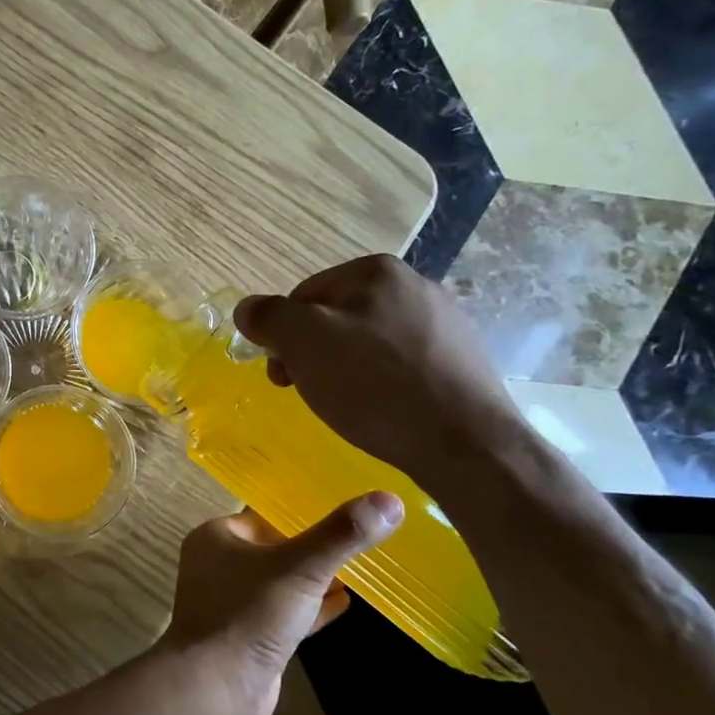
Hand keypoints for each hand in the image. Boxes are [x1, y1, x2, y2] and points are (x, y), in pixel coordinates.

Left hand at [165, 493, 403, 714]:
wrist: (216, 691)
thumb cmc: (249, 614)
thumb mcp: (300, 567)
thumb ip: (341, 535)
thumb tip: (389, 500)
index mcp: (216, 537)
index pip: (264, 514)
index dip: (303, 512)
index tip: (345, 509)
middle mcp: (218, 566)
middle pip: (275, 548)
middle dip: (314, 547)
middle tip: (359, 538)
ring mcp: (232, 604)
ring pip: (281, 583)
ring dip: (316, 579)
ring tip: (361, 569)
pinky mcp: (248, 638)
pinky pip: (284, 614)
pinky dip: (312, 608)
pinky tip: (346, 604)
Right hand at [233, 254, 525, 493]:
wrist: (467, 443)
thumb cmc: (376, 386)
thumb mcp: (304, 344)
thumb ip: (268, 317)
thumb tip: (248, 309)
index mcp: (375, 271)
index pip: (302, 296)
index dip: (282, 336)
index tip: (283, 376)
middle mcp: (415, 285)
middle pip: (336, 317)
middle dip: (313, 353)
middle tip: (308, 392)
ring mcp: (444, 322)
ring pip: (368, 342)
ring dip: (345, 369)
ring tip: (348, 406)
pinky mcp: (461, 360)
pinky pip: (401, 364)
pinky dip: (382, 383)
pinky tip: (383, 410)